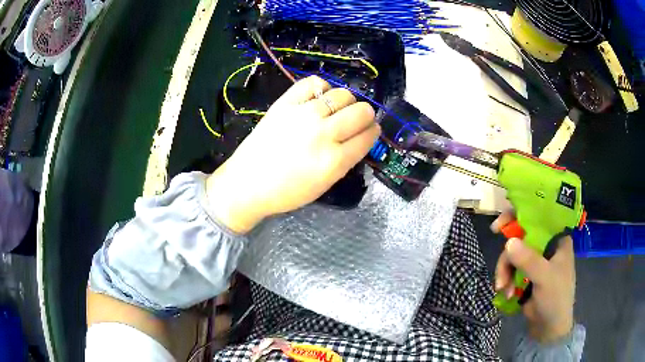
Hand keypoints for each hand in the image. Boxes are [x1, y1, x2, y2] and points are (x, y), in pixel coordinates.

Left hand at [206, 76, 379, 233]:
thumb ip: (346, 160)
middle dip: (365, 115)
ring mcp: (303, 115)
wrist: (247, 183)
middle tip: (355, 121)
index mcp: (334, 161)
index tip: (370, 131)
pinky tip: (318, 98)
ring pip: (342, 94)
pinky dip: (321, 88)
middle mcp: (323, 134)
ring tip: (335, 110)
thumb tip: (360, 136)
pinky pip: (313, 83)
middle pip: (362, 111)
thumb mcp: (324, 185)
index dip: (373, 132)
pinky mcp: (285, 103)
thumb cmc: (286, 191)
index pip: (369, 136)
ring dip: (346, 102)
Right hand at [491, 211, 575, 342]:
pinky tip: (505, 293)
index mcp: (557, 238)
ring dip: (505, 272)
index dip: (518, 216)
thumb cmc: (556, 299)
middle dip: (508, 257)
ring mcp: (535, 260)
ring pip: (512, 255)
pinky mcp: (526, 274)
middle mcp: (546, 245)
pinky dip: (505, 279)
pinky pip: (510, 268)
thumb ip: (529, 260)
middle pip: (520, 238)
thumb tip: (508, 242)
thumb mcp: (545, 278)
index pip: (538, 216)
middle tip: (500, 272)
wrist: (549, 328)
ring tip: (502, 289)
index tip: (499, 226)